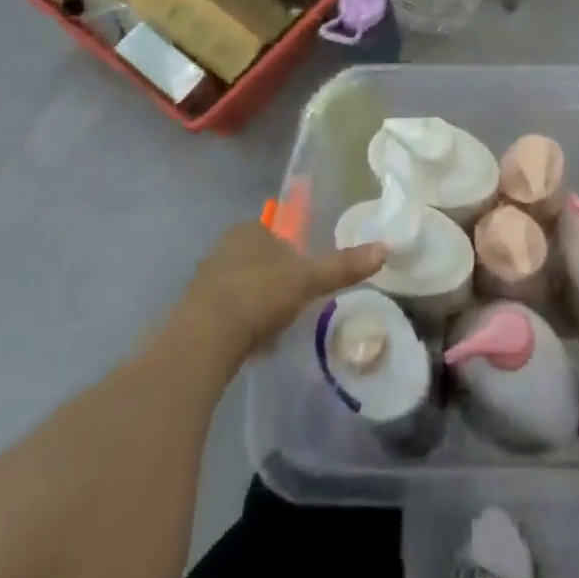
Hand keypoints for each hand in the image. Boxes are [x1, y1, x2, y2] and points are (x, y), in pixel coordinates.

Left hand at [183, 222, 385, 368]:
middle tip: (293, 306)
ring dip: (258, 305)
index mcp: (250, 231)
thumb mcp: (309, 280)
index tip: (304, 280)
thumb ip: (344, 265)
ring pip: (242, 288)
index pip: (277, 235)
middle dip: (275, 283)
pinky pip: (226, 314)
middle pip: (260, 262)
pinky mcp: (193, 314)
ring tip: (274, 330)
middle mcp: (224, 248)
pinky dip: (240, 326)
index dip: (293, 256)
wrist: (204, 340)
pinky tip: (252, 346)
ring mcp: (205, 281)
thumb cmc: (259, 296)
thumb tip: (385, 248)